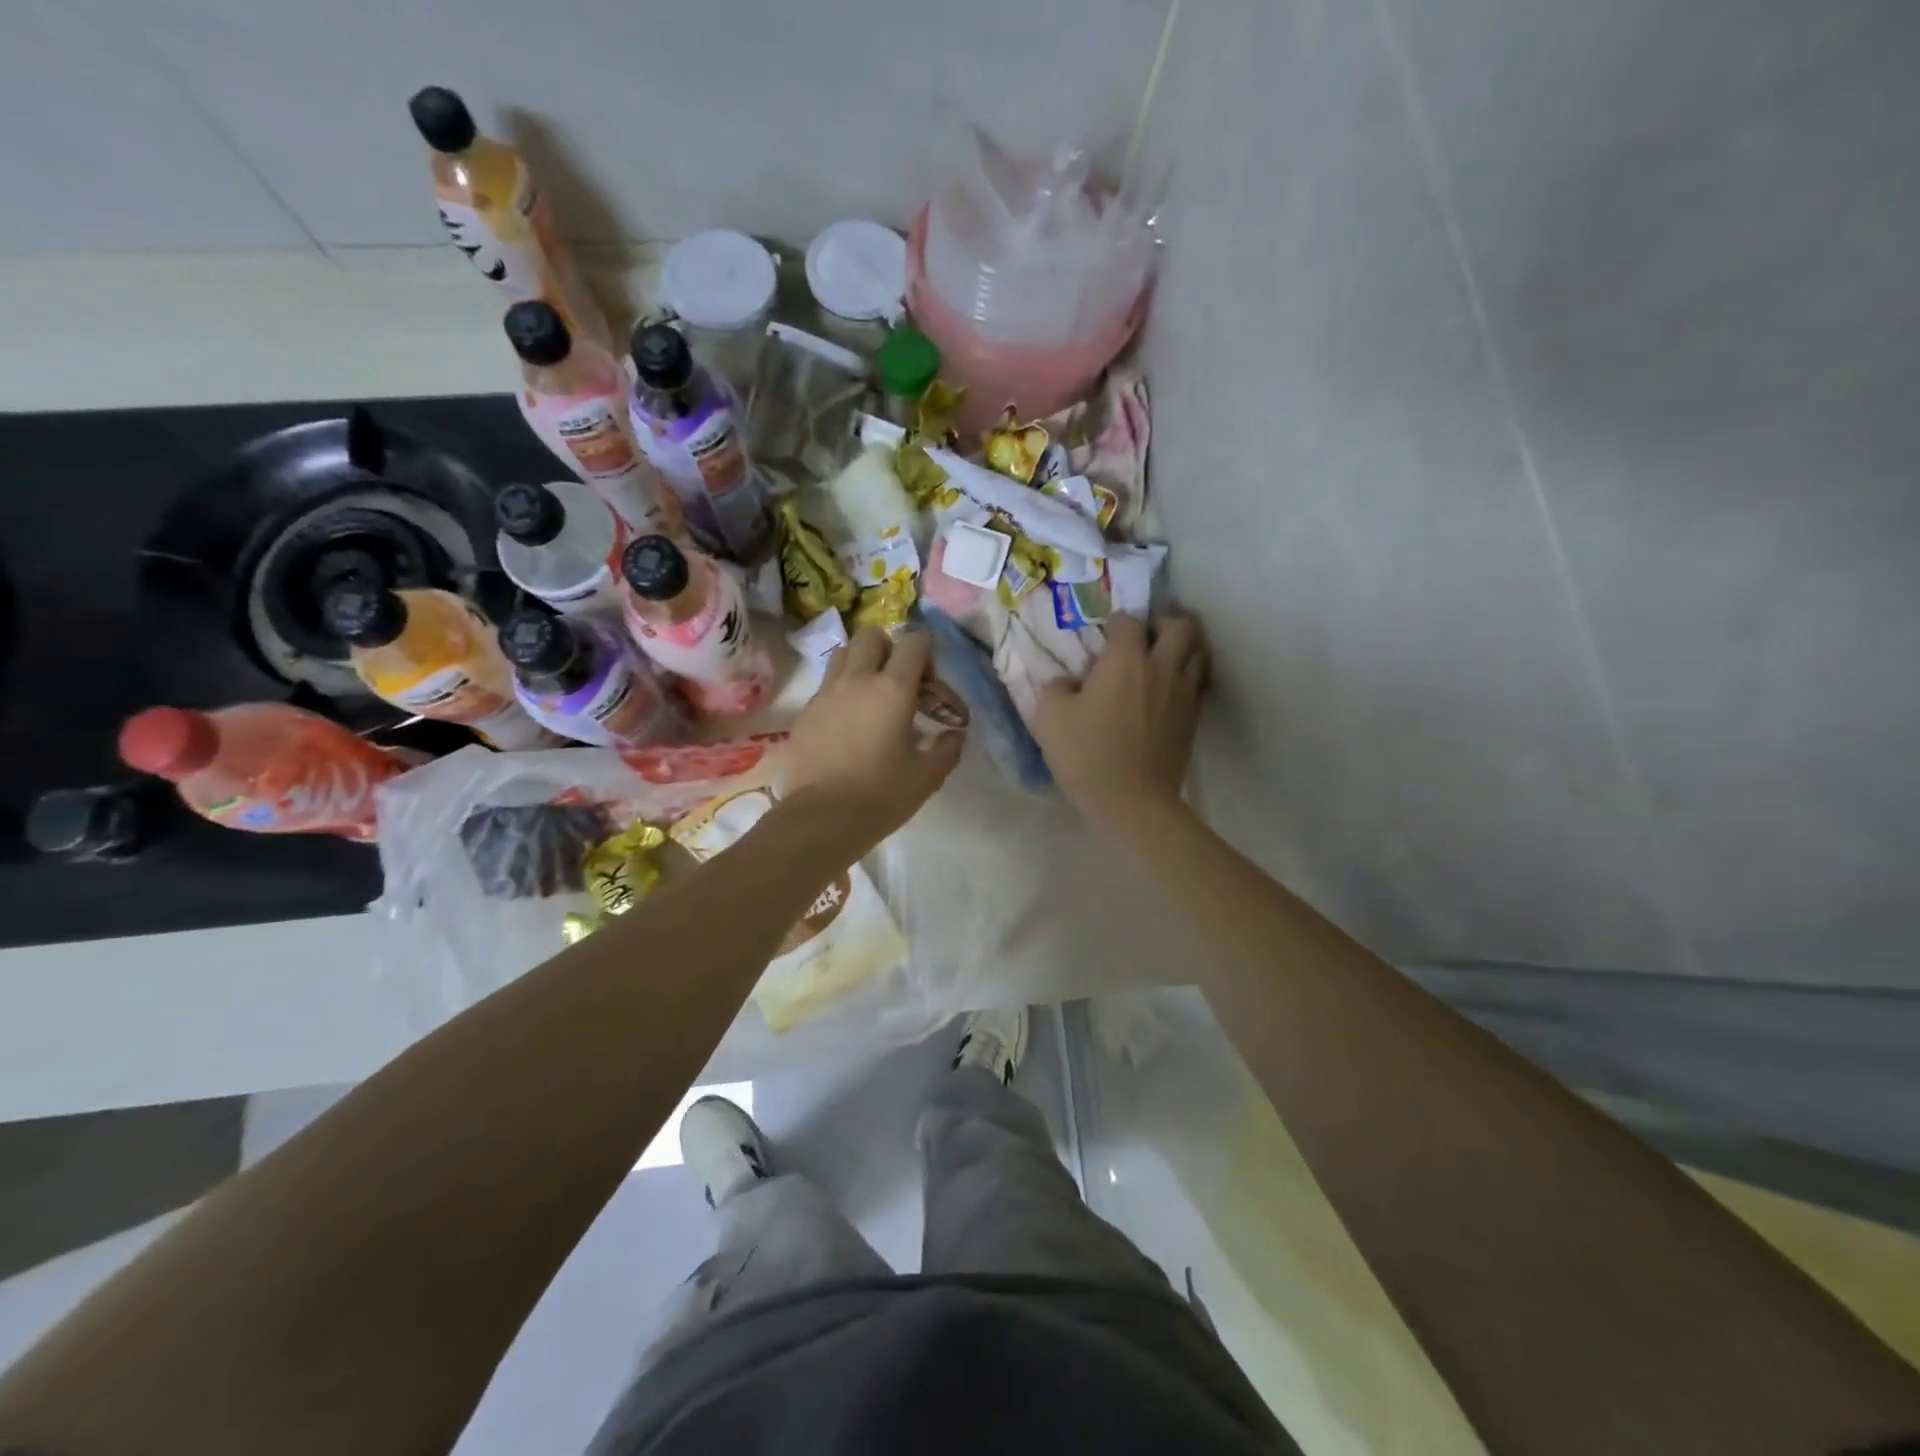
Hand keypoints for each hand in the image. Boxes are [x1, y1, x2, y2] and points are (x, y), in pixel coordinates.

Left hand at [783, 627, 964, 855]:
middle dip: (889, 650)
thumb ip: (947, 748)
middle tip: (899, 684)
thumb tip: (954, 734)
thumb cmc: (881, 796)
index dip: (926, 653)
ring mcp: (825, 694)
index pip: (913, 641)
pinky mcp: (805, 713)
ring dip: (861, 664)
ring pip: (843, 655)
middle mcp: (856, 680)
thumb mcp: (927, 776)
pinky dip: (841, 692)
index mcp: (892, 689)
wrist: (820, 820)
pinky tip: (849, 726)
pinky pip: (826, 686)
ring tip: (872, 698)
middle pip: (871, 636)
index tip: (928, 685)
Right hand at [1033, 612, 1205, 834]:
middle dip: (1162, 623)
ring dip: (1181, 649)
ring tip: (1161, 661)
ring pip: (1198, 652)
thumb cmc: (1087, 755)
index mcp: (1125, 660)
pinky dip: (1188, 678)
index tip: (1104, 636)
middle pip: (1180, 626)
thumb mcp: (1050, 718)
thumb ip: (1056, 688)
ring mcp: (1184, 693)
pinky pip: (1199, 684)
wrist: (1132, 801)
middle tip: (1144, 637)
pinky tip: (1169, 692)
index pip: (1128, 620)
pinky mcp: (1194, 719)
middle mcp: (1161, 667)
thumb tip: (1068, 682)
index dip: (1115, 623)